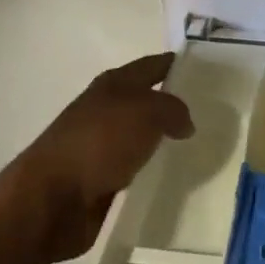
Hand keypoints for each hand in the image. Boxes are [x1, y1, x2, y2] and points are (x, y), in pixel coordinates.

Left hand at [0, 53, 192, 263]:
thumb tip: (185, 122)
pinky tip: (174, 178)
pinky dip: (152, 170)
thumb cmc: (99, 142)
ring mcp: (102, 145)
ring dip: (164, 140)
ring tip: (200, 148)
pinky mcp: (101, 179)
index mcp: (114, 83)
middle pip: (148, 101)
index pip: (153, 65)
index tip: (206, 71)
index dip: (177, 64)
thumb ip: (173, 110)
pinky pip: (135, 168)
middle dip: (175, 105)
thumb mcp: (145, 113)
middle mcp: (107, 109)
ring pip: (143, 136)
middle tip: (212, 114)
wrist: (51, 199)